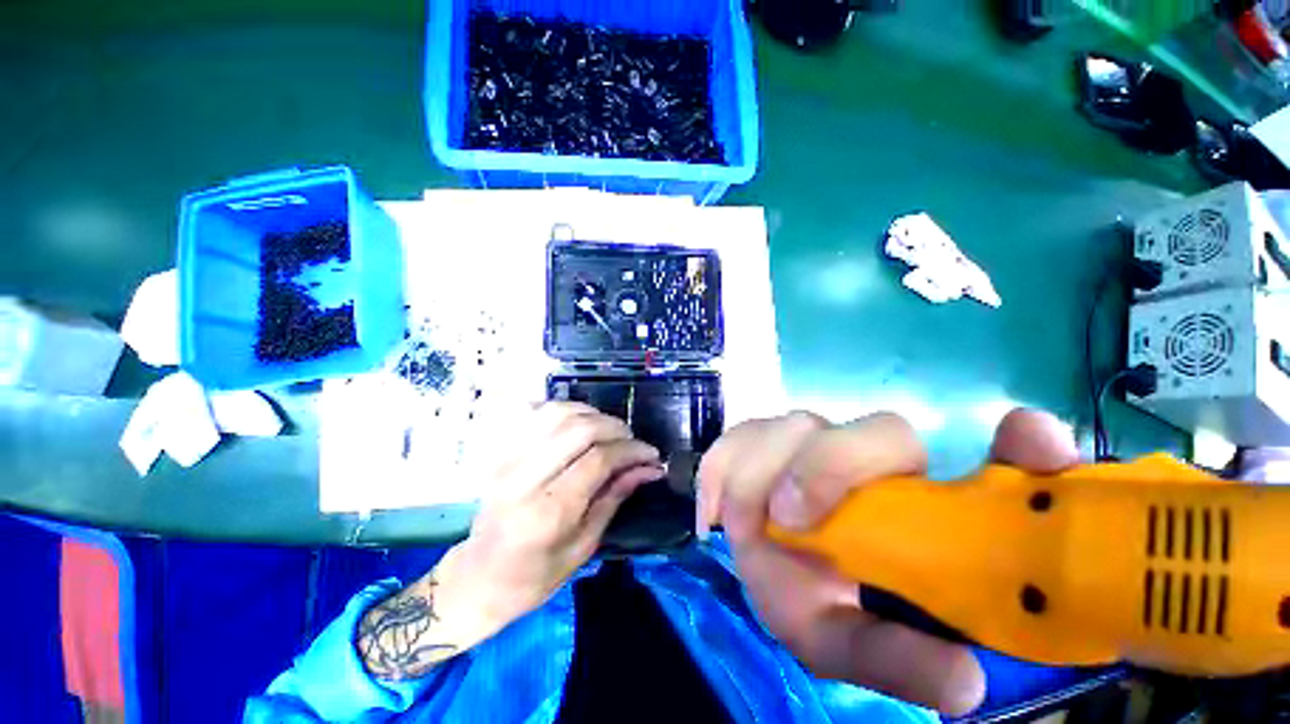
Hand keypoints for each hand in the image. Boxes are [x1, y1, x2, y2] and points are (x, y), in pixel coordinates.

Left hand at [451, 401, 664, 632]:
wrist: (479, 577)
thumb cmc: (535, 575)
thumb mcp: (584, 545)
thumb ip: (616, 497)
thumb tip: (649, 468)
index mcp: (548, 512)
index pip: (598, 459)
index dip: (631, 450)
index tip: (651, 454)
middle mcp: (525, 477)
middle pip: (580, 429)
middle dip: (616, 428)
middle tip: (632, 441)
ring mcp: (509, 459)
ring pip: (559, 413)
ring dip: (593, 414)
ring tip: (609, 431)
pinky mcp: (502, 451)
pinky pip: (536, 412)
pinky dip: (565, 410)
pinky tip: (579, 422)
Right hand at [697, 408, 1079, 715]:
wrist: (758, 570)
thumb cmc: (814, 604)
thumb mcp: (851, 645)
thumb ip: (899, 659)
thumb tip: (964, 680)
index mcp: (921, 507)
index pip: (1004, 462)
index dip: (1027, 448)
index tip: (1031, 442)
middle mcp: (875, 460)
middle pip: (881, 431)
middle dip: (830, 467)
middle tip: (789, 520)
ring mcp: (813, 440)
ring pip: (797, 426)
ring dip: (763, 470)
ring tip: (742, 524)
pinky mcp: (760, 437)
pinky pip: (740, 434)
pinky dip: (722, 465)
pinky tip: (713, 509)